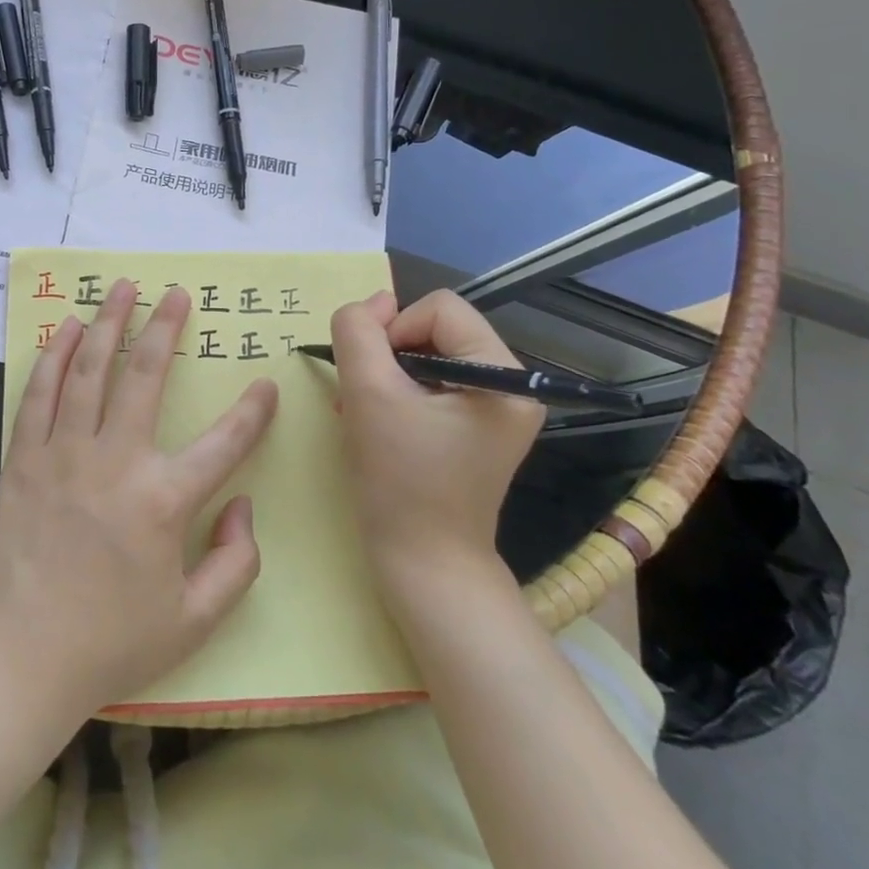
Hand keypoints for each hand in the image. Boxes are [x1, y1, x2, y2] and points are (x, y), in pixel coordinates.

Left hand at [0, 279, 276, 715]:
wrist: (15, 657)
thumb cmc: (109, 643)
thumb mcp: (193, 622)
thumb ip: (236, 564)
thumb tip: (244, 506)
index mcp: (164, 502)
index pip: (224, 443)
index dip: (253, 412)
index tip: (267, 385)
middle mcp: (116, 462)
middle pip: (146, 376)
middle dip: (165, 327)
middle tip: (176, 293)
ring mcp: (64, 453)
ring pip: (90, 369)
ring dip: (107, 322)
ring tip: (122, 287)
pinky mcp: (24, 457)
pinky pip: (41, 393)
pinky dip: (54, 355)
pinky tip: (65, 328)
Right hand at [330, 289, 542, 588]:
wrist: (424, 565)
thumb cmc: (400, 480)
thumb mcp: (368, 393)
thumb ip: (359, 331)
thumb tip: (372, 302)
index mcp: (502, 375)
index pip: (438, 308)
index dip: (394, 329)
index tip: (372, 376)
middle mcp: (509, 385)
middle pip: (433, 330)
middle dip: (387, 355)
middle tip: (360, 396)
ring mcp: (494, 410)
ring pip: (425, 355)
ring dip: (385, 374)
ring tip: (361, 410)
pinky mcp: (475, 429)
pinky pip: (430, 384)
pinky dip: (396, 393)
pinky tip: (373, 421)